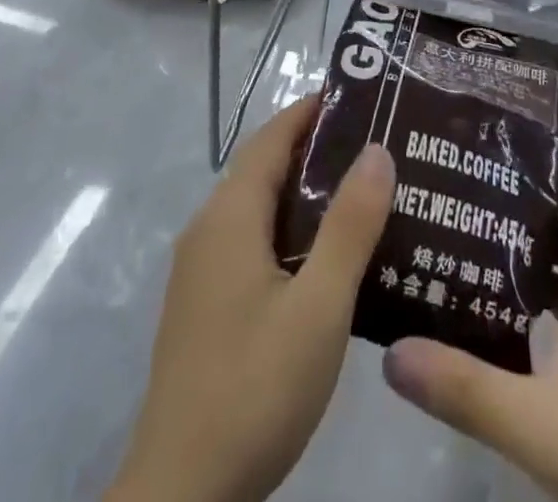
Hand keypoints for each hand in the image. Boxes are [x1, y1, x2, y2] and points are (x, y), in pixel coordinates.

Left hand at [107, 96, 396, 501]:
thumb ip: (350, 226)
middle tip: (376, 146)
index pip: (272, 137)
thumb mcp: (319, 306)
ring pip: (258, 209)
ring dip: (304, 193)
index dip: (310, 110)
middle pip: (263, 168)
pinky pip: (251, 243)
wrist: (181, 496)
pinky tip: (326, 260)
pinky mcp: (204, 306)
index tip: (359, 96)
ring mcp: (201, 270)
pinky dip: (289, 230)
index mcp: (230, 216)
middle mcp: (209, 230)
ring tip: (363, 195)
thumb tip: (377, 149)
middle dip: (315, 149)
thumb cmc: (254, 388)